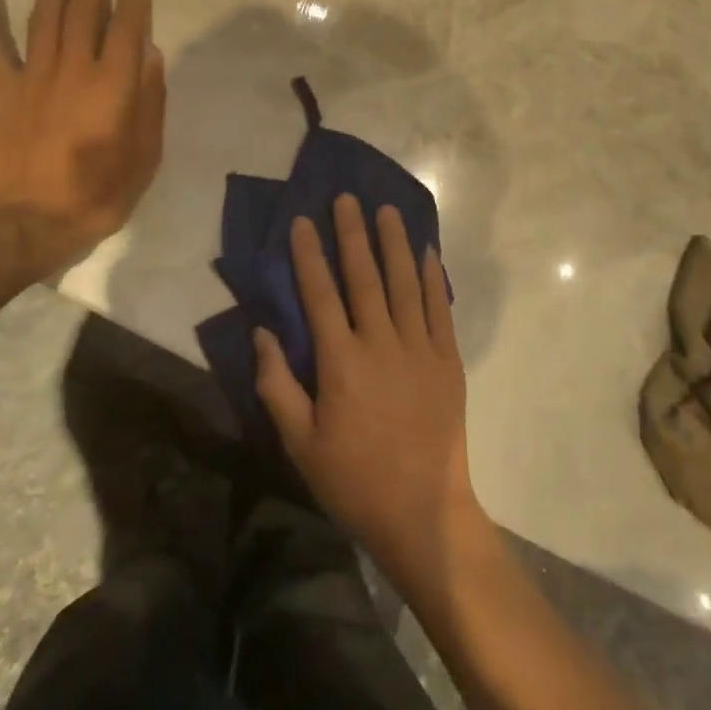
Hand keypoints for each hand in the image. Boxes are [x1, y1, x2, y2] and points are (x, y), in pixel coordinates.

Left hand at [0, 0, 165, 279]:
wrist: (27, 224)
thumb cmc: (97, 195)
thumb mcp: (144, 156)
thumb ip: (150, 102)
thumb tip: (149, 55)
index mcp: (113, 84)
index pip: (127, 28)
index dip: (134, 0)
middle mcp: (73, 68)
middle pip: (84, 11)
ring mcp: (32, 76)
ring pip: (45, 17)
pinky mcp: (0, 90)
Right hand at [254, 195, 485, 586]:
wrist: (422, 511)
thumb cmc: (352, 479)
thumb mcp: (299, 443)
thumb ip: (277, 384)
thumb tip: (262, 332)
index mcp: (341, 362)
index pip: (320, 294)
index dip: (310, 255)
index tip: (304, 221)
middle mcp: (381, 343)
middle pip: (365, 276)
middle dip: (353, 234)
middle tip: (347, 198)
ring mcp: (419, 348)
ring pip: (405, 282)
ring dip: (394, 243)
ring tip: (387, 210)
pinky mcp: (447, 360)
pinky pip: (439, 308)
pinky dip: (433, 276)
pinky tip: (427, 251)